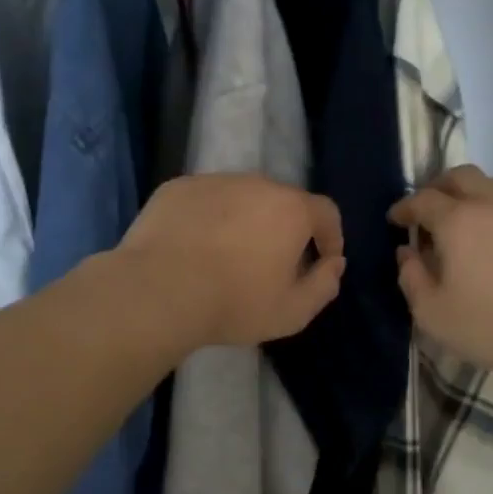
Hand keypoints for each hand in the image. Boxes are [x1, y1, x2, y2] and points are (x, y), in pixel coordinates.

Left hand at [120, 174, 345, 348]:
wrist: (158, 291)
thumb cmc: (234, 303)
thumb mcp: (292, 311)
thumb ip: (324, 286)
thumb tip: (334, 264)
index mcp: (291, 209)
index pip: (325, 212)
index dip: (330, 236)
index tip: (323, 259)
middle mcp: (256, 184)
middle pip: (282, 202)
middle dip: (285, 228)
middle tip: (272, 262)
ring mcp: (213, 181)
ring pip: (240, 197)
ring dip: (244, 220)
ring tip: (228, 254)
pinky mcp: (177, 188)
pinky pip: (204, 200)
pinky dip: (208, 218)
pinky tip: (194, 246)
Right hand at [389, 166, 492, 385]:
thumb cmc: (492, 326)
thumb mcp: (434, 314)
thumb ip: (412, 278)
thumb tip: (407, 254)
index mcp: (459, 221)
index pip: (423, 199)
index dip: (405, 207)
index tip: (396, 219)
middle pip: (462, 176)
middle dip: (440, 187)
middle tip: (432, 209)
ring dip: (479, 197)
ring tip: (474, 224)